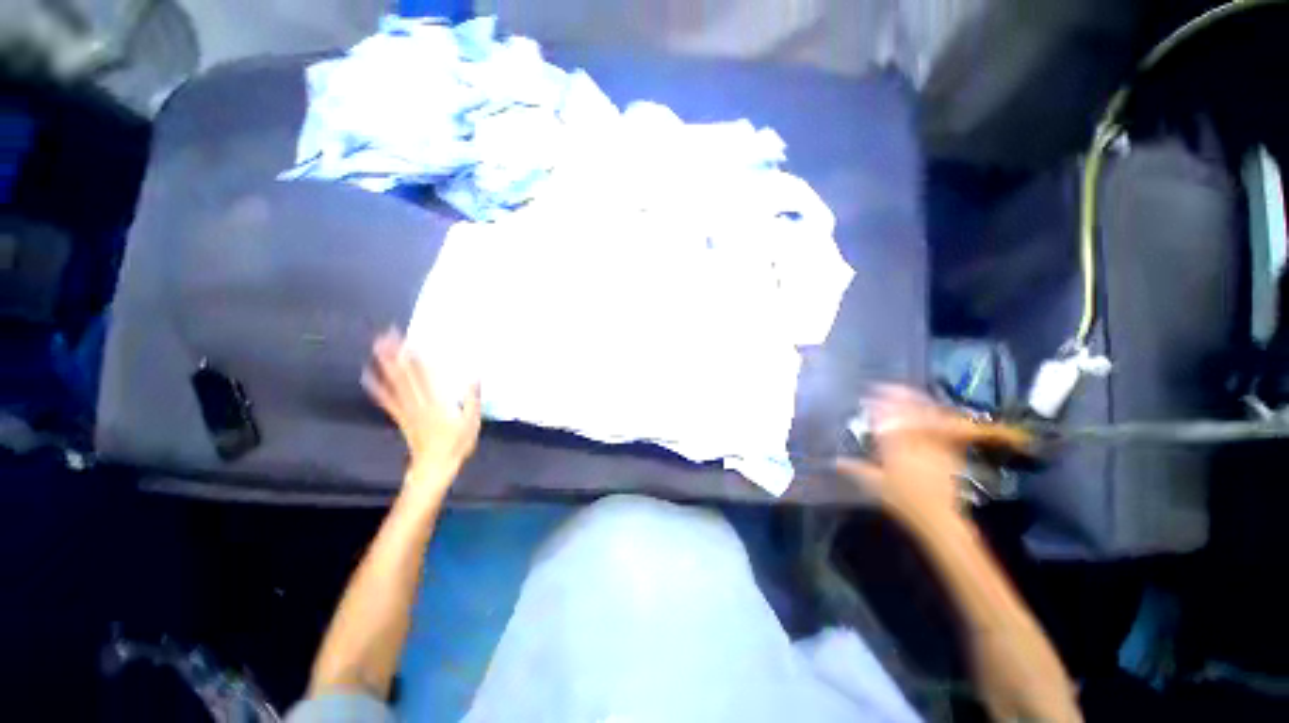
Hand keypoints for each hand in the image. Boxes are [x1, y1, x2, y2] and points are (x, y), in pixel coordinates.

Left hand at [362, 330, 481, 488]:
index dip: (417, 357)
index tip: (411, 340)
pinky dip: (377, 387)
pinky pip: (386, 401)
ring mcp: (406, 410)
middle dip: (396, 355)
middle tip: (387, 335)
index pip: (425, 375)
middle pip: (405, 375)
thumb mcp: (472, 422)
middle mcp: (418, 402)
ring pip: (394, 384)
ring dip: (385, 365)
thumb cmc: (456, 445)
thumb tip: (475, 375)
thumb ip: (473, 399)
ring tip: (377, 348)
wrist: (434, 468)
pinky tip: (368, 377)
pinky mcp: (401, 418)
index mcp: (437, 402)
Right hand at [836, 386, 1012, 523]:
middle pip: (908, 413)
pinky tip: (932, 411)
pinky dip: (937, 416)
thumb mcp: (874, 485)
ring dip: (917, 402)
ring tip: (908, 393)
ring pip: (926, 417)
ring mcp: (934, 445)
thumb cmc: (903, 501)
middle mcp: (915, 441)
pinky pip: (943, 428)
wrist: (939, 516)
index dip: (877, 406)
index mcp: (895, 447)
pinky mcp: (949, 451)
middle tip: (887, 387)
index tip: (867, 397)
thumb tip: (835, 460)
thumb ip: (855, 469)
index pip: (885, 420)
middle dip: (897, 397)